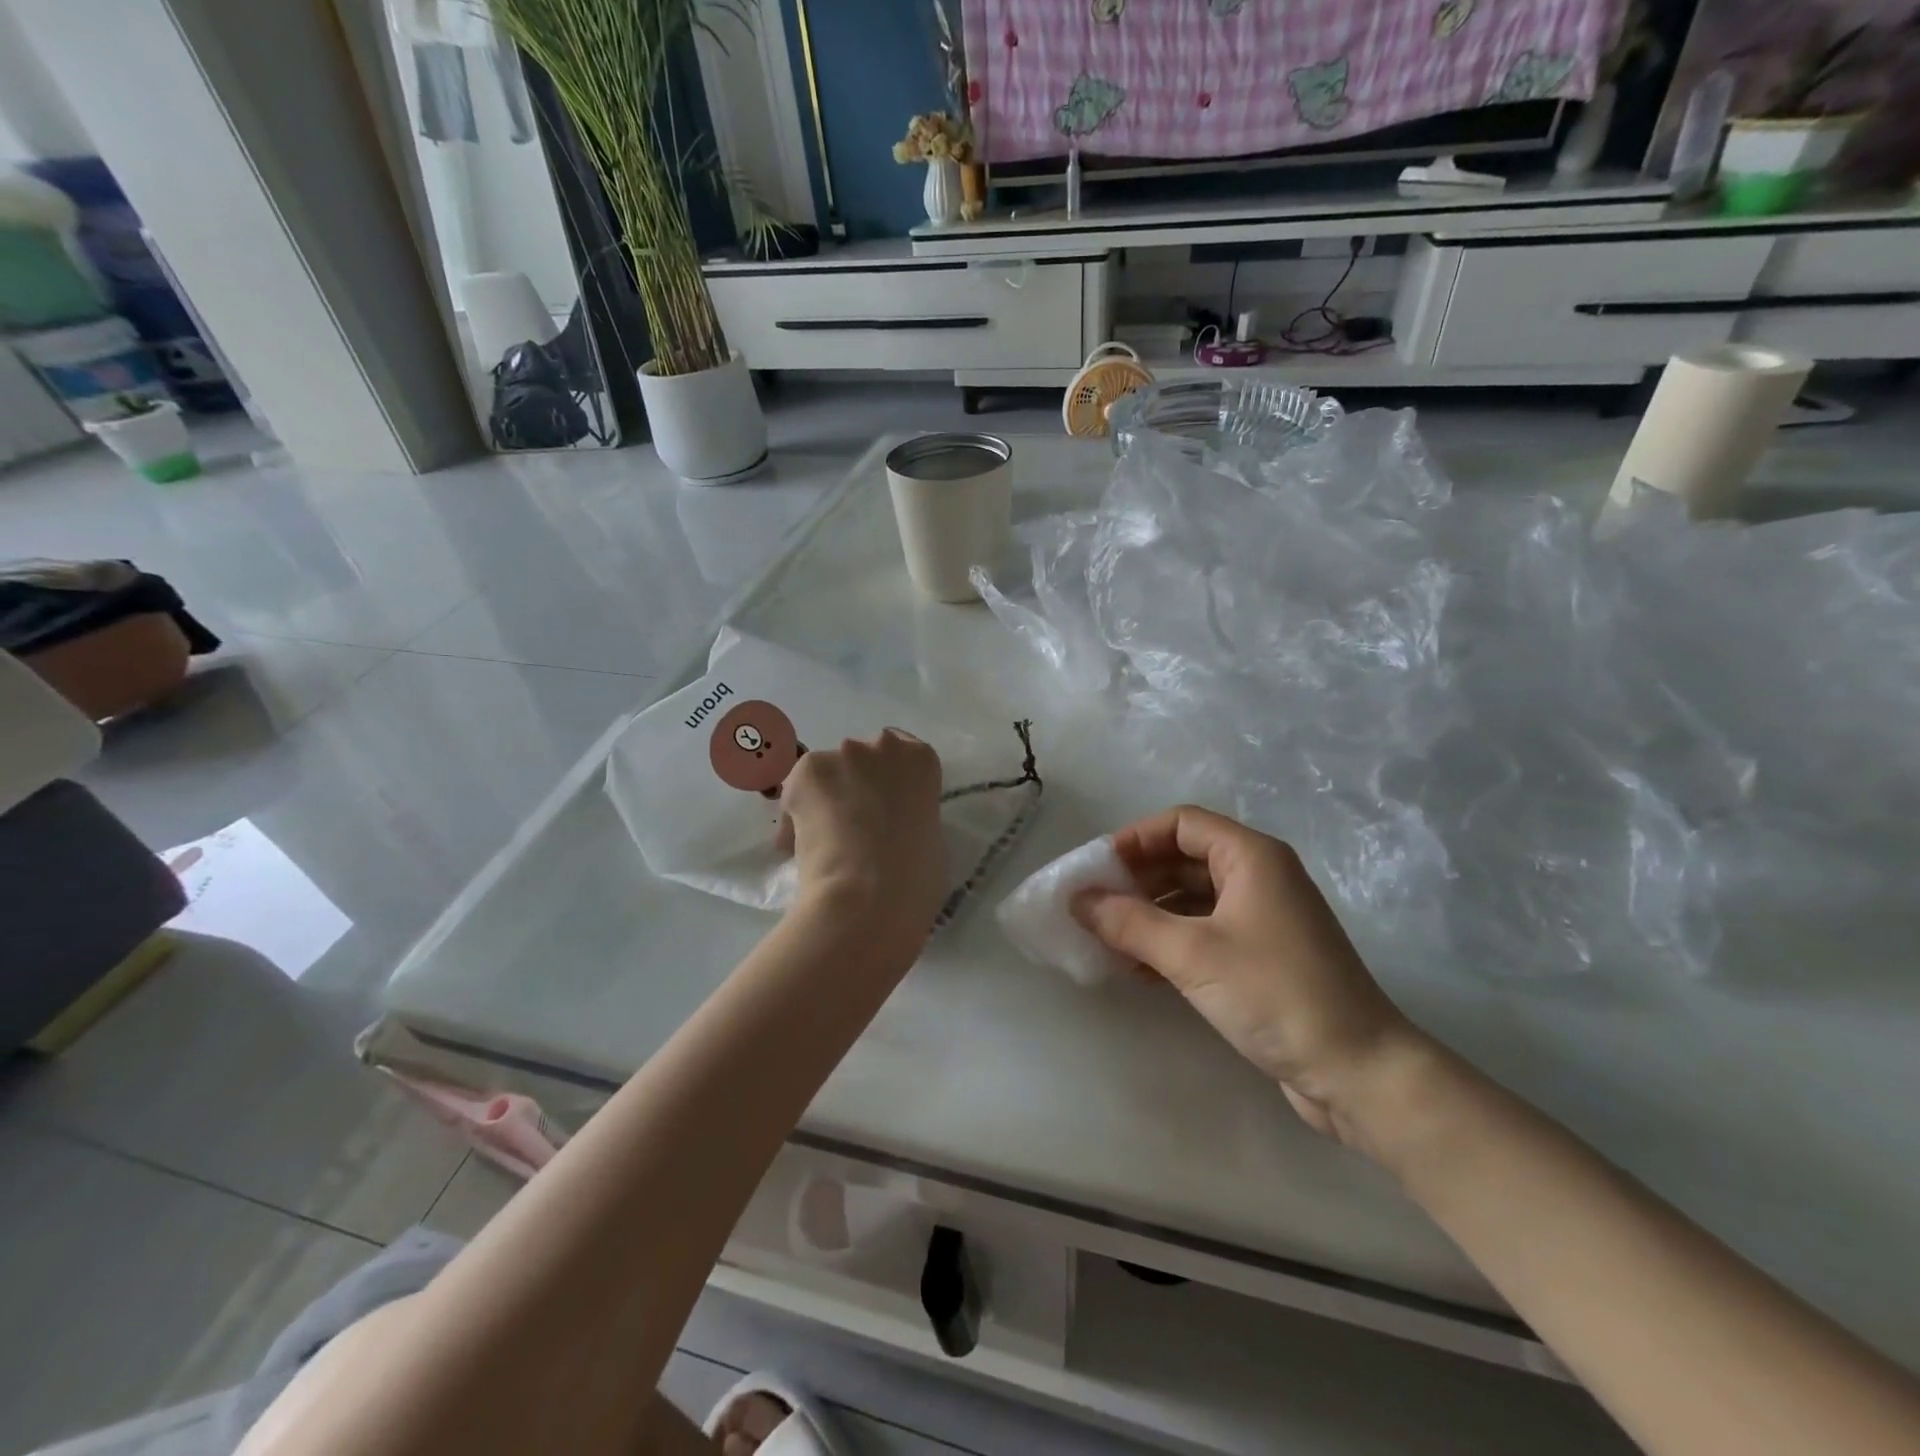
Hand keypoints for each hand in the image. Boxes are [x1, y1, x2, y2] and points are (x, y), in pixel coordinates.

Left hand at [780, 729, 945, 941]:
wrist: (871, 893)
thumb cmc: (915, 876)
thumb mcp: (929, 837)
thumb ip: (910, 816)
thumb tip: (890, 827)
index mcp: (921, 760)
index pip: (901, 751)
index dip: (885, 780)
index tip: (880, 804)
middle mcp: (884, 746)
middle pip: (862, 758)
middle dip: (853, 785)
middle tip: (850, 824)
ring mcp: (844, 754)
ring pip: (826, 774)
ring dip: (823, 799)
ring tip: (822, 840)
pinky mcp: (808, 770)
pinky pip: (796, 792)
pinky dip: (794, 817)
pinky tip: (799, 848)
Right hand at [1075, 805, 1430, 1148]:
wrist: (1359, 1072)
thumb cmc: (1275, 995)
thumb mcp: (1192, 954)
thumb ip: (1129, 922)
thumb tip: (1077, 900)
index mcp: (1251, 857)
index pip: (1180, 824)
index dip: (1134, 839)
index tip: (1096, 868)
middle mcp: (1259, 876)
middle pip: (1184, 858)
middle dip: (1136, 879)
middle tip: (1093, 906)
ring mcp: (1264, 917)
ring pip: (1192, 898)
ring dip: (1149, 914)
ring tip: (1107, 940)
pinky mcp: (1264, 955)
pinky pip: (1205, 931)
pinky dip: (1171, 941)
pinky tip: (1139, 968)